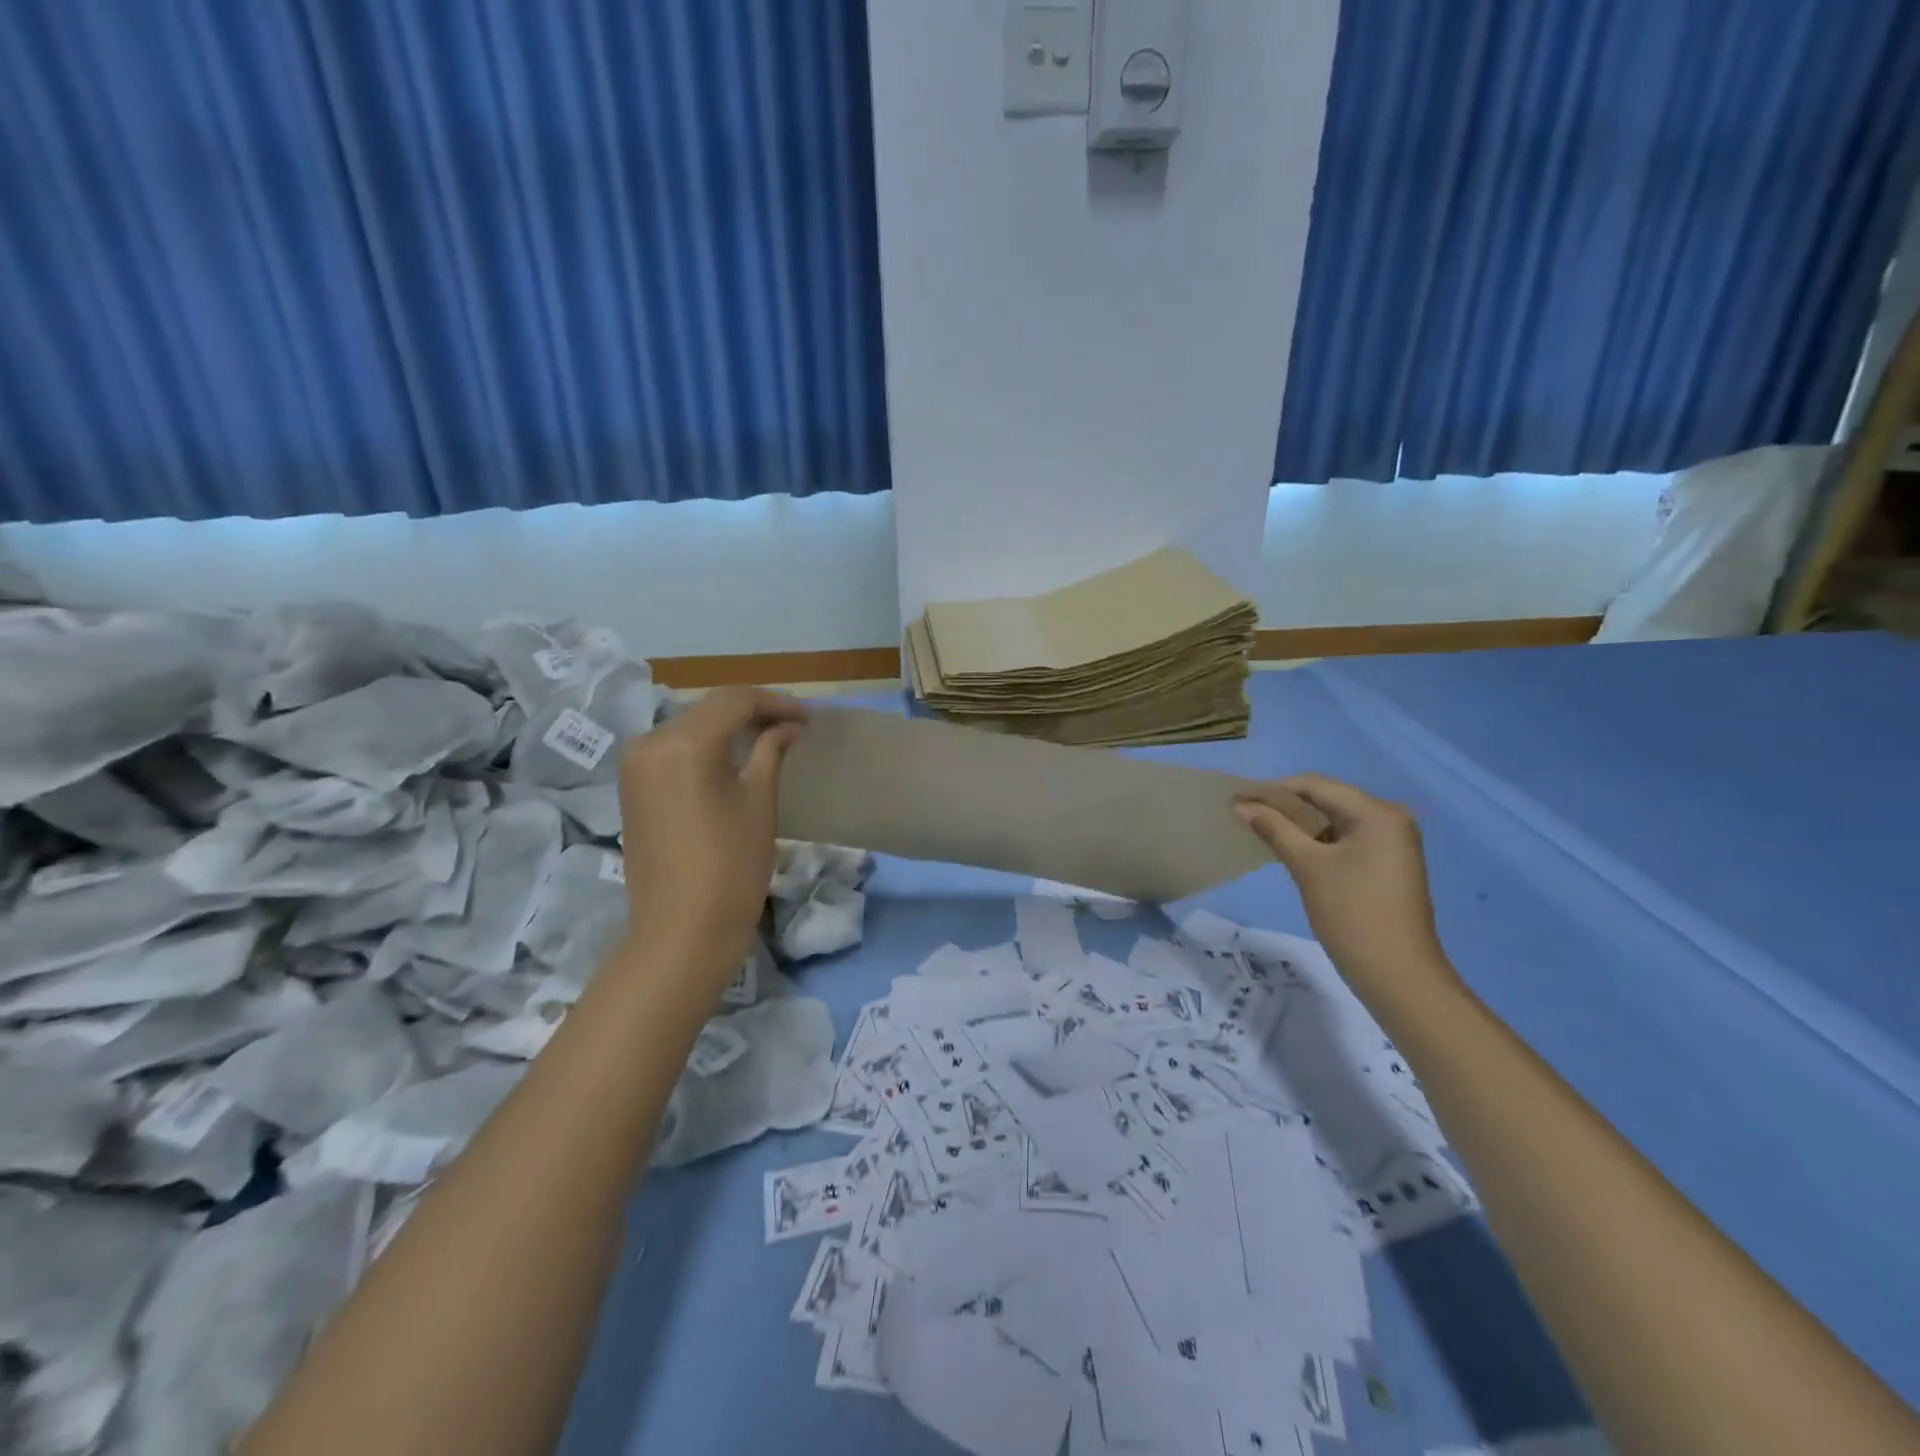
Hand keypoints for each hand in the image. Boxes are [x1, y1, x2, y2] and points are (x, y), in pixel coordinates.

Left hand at [617, 687, 808, 980]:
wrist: (681, 933)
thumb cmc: (731, 867)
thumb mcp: (759, 801)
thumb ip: (771, 750)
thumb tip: (788, 726)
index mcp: (683, 742)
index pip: (735, 701)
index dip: (776, 702)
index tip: (810, 717)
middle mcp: (650, 742)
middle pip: (708, 709)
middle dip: (753, 711)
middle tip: (793, 724)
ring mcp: (635, 766)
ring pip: (690, 727)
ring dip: (728, 727)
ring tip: (769, 737)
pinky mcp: (632, 788)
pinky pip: (673, 750)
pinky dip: (705, 746)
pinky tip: (733, 758)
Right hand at [1235, 774, 1460, 1008]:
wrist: (1398, 975)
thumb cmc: (1352, 913)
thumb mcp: (1308, 866)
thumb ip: (1274, 829)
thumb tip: (1242, 805)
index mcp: (1377, 813)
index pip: (1316, 786)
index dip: (1273, 789)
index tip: (1237, 798)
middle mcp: (1390, 819)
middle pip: (1327, 800)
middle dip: (1285, 805)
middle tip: (1245, 813)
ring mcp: (1392, 843)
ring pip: (1335, 821)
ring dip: (1299, 824)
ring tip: (1260, 829)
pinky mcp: (1387, 864)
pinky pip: (1345, 840)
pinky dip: (1317, 841)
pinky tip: (1289, 848)